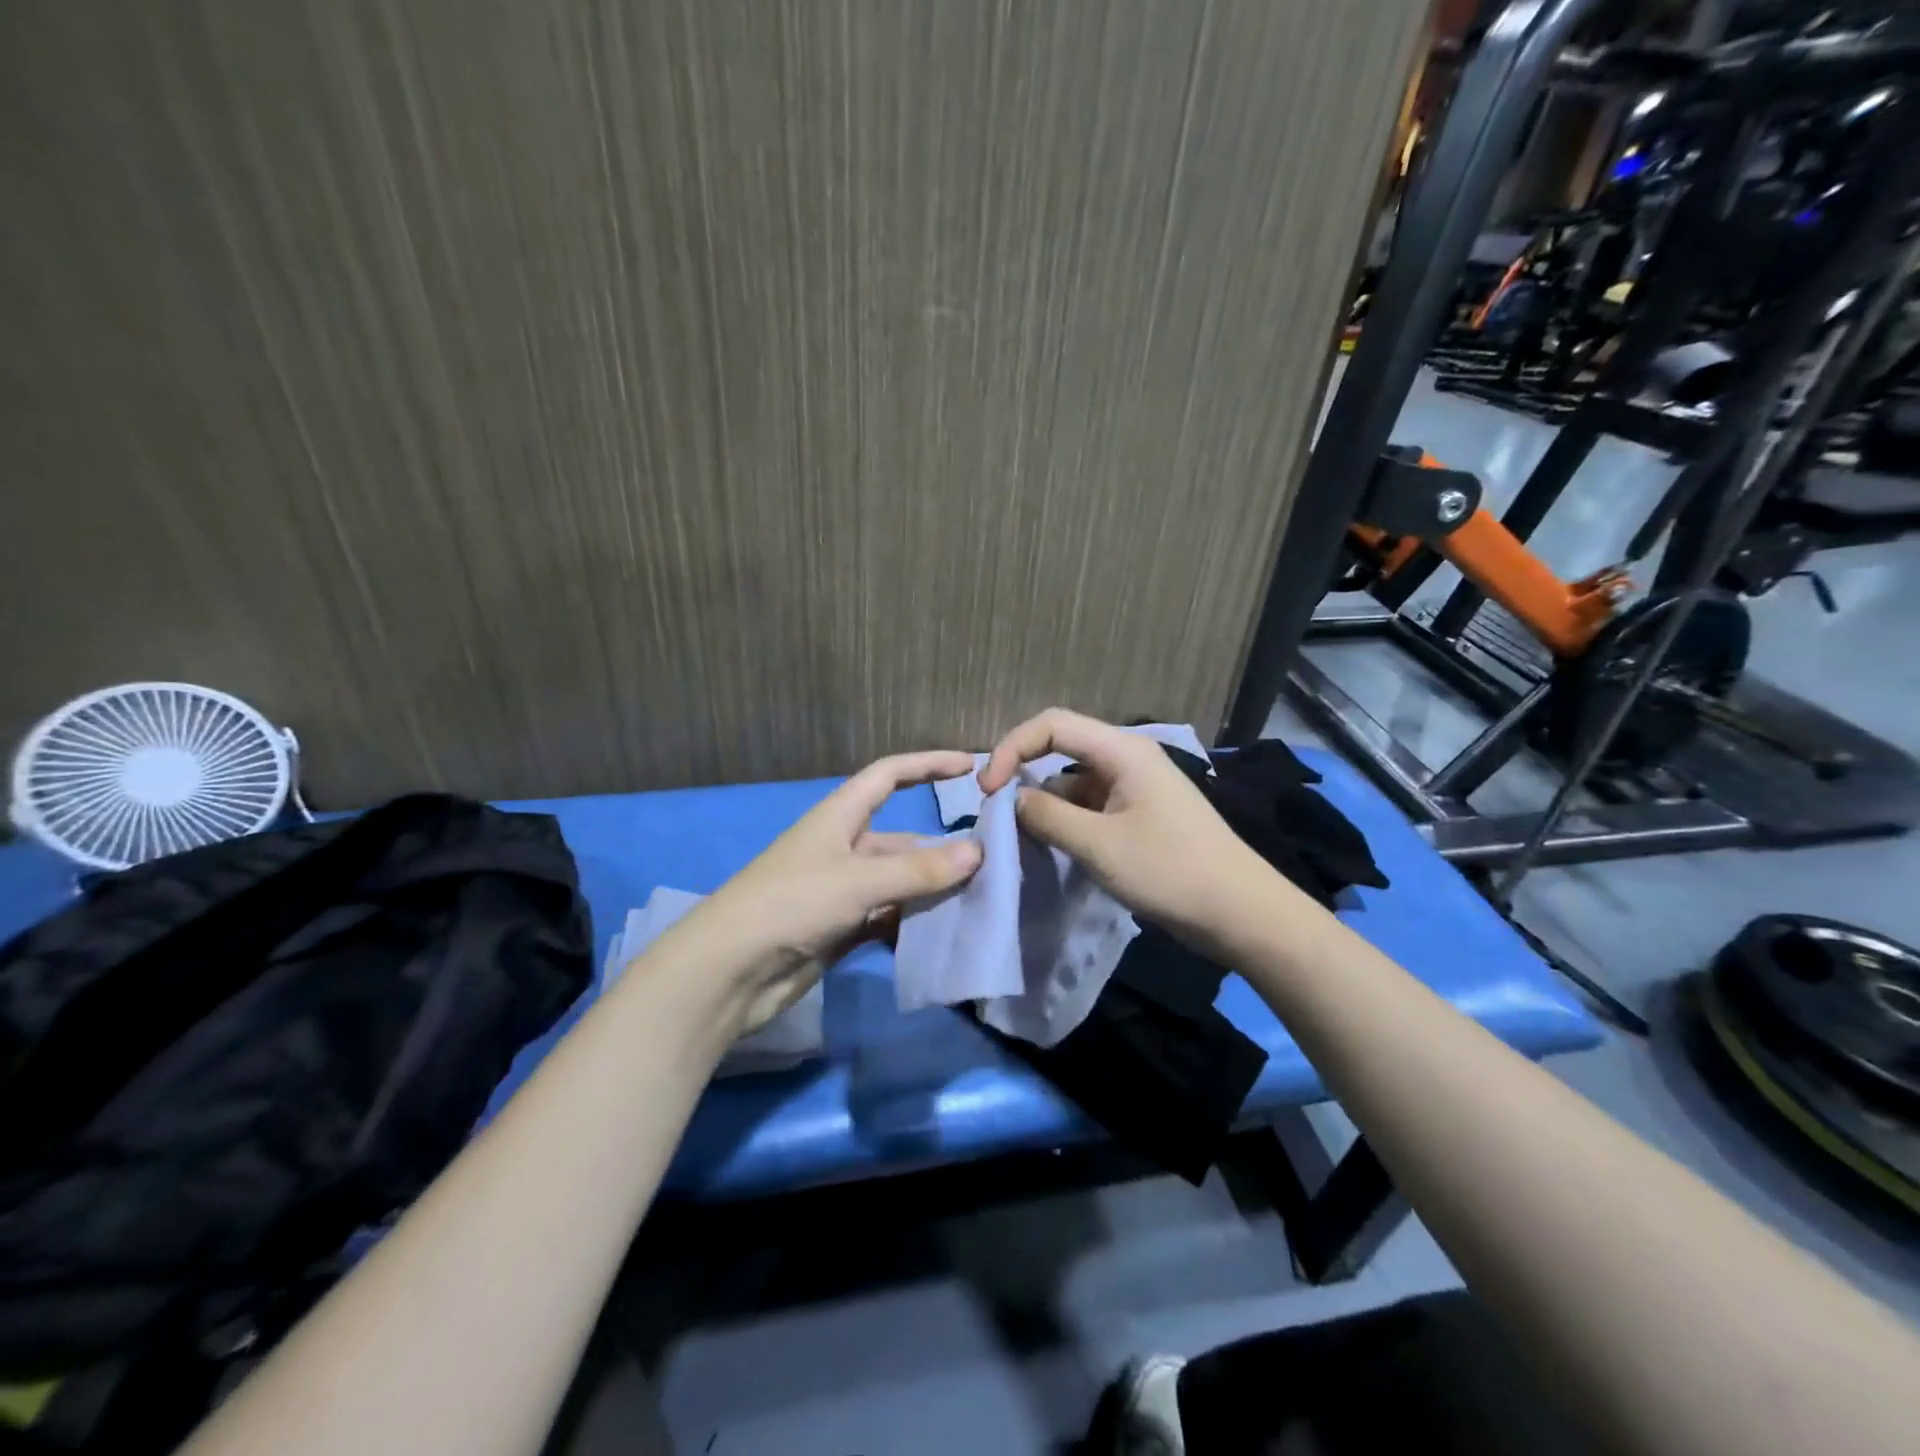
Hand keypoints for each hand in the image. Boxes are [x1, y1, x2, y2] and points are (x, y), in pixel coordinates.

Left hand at [667, 751, 982, 1035]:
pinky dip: (911, 926)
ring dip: (932, 893)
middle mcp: (843, 848)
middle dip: (942, 851)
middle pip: (902, 840)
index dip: (927, 764)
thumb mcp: (859, 880)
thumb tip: (978, 851)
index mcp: (840, 817)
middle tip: (993, 865)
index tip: (970, 765)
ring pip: (899, 884)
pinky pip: (887, 919)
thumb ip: (919, 870)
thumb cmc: (792, 904)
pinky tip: (942, 940)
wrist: (730, 972)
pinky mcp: (839, 929)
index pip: (889, 775)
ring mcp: (841, 891)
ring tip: (979, 904)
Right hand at [978, 709, 1277, 959]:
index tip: (987, 790)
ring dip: (1044, 803)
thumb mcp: (1099, 845)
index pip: (1052, 724)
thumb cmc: (1170, 871)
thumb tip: (1012, 799)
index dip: (1011, 748)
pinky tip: (1053, 847)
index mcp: (1122, 750)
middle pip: (1060, 748)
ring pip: (1072, 781)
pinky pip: (1089, 806)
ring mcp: (1134, 787)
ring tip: (1022, 838)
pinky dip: (1066, 820)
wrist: (1240, 913)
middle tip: (997, 813)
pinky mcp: (1138, 814)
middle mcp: (1127, 758)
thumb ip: (1047, 816)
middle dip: (1023, 773)